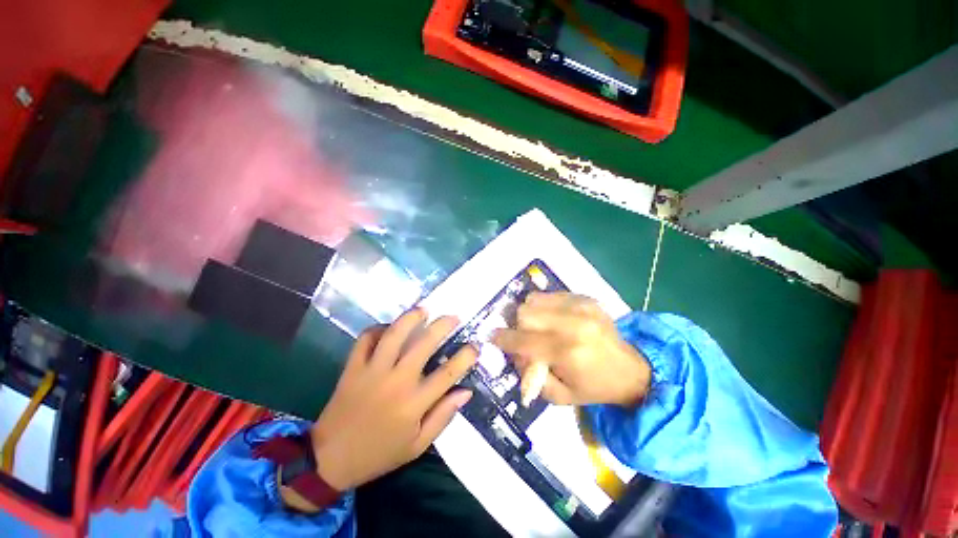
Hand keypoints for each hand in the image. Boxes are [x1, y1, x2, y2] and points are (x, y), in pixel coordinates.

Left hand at [309, 309, 476, 490]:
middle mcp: (396, 382)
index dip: (465, 357)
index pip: (447, 374)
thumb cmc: (379, 454)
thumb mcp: (417, 445)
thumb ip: (443, 416)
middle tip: (453, 317)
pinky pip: (365, 339)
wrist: (330, 460)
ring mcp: (372, 372)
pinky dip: (377, 329)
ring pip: (394, 335)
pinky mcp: (352, 368)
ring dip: (410, 318)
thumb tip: (465, 391)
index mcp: (413, 404)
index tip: (475, 346)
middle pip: (423, 345)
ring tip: (423, 309)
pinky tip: (388, 328)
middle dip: (442, 326)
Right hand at [492, 292, 649, 406]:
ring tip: (539, 327)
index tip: (493, 336)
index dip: (504, 338)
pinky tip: (554, 319)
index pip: (523, 340)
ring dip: (530, 314)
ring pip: (534, 299)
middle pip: (525, 312)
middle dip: (518, 326)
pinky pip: (550, 295)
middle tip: (523, 337)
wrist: (631, 369)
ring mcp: (580, 306)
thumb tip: (514, 352)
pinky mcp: (585, 298)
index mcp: (567, 352)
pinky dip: (544, 306)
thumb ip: (530, 374)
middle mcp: (573, 323)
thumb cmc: (593, 387)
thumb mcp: (559, 395)